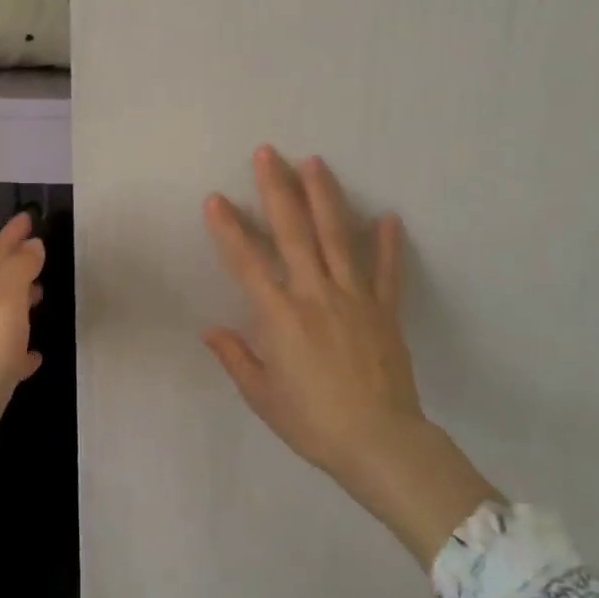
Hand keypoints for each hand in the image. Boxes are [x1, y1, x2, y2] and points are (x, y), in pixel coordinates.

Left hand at [0, 211, 45, 496]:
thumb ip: (18, 273)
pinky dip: (23, 350)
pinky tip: (36, 356)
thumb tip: (31, 244)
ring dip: (21, 303)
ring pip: (3, 318)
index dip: (10, 235)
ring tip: (43, 294)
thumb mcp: (4, 306)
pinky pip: (9, 358)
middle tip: (38, 250)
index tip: (28, 215)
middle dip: (15, 264)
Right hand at [203, 147, 500, 565]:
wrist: (380, 444)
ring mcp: (354, 298)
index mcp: (281, 317)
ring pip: (338, 238)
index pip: (247, 263)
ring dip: (325, 197)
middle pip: (294, 233)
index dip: (228, 229)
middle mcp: (315, 295)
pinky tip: (388, 216)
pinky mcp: (384, 310)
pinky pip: (386, 271)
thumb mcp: (263, 396)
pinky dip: (388, 244)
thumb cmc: (313, 422)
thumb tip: (210, 330)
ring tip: (315, 162)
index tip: (215, 198)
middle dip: (278, 190)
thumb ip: (236, 357)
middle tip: (268, 153)